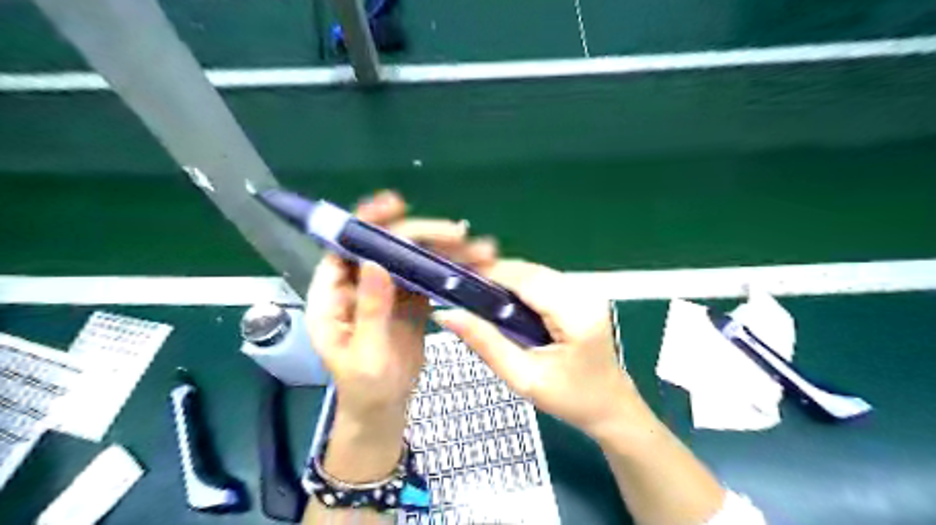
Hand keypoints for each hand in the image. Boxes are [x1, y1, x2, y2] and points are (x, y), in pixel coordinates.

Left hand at [309, 191, 496, 481]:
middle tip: (457, 233)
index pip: (345, 247)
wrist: (384, 408)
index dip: (367, 222)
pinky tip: (474, 264)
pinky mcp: (409, 300)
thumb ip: (370, 310)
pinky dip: (450, 270)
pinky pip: (428, 277)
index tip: (396, 205)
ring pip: (412, 259)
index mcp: (333, 295)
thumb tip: (376, 261)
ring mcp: (386, 290)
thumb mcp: (366, 355)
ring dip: (443, 250)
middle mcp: (358, 284)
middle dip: (422, 235)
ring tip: (478, 248)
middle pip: (387, 247)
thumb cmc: (365, 388)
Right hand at [435, 260, 652, 440]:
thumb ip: (485, 343)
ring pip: (535, 272)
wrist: (610, 406)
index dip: (489, 274)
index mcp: (576, 314)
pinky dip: (521, 287)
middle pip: (530, 271)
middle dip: (495, 276)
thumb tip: (447, 314)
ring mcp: (587, 290)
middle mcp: (585, 293)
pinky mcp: (583, 293)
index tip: (457, 280)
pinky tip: (507, 305)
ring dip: (507, 281)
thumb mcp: (522, 377)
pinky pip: (544, 280)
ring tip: (481, 301)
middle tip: (464, 293)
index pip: (526, 280)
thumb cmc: (570, 398)